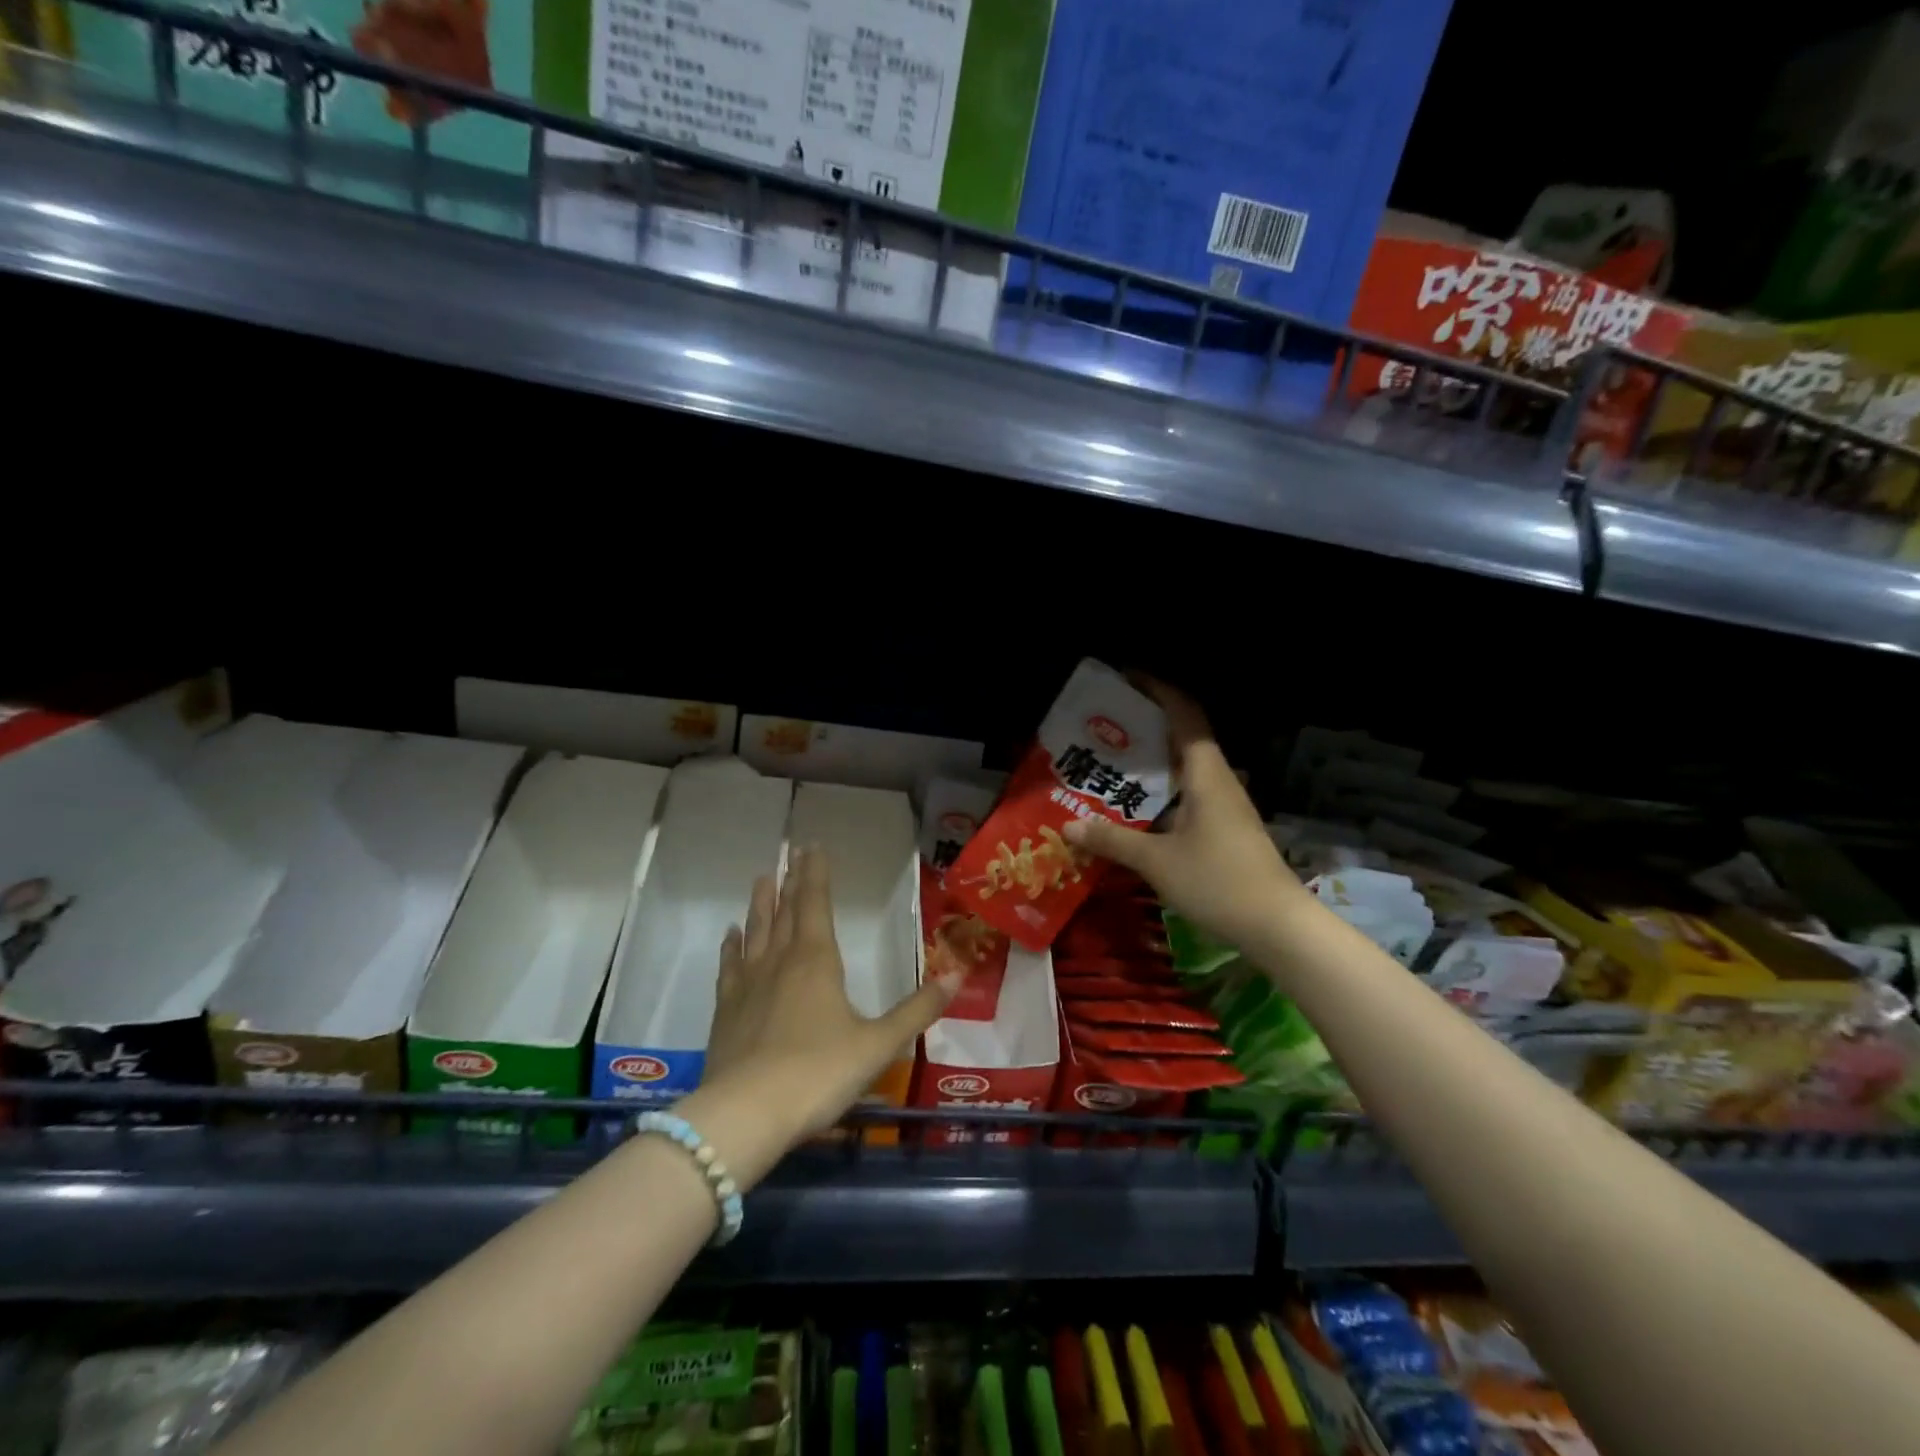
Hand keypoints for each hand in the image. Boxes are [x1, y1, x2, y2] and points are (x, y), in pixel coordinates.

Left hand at [700, 844, 960, 1148]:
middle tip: (791, 853)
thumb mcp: (878, 1045)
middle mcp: (780, 962)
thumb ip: (917, 1010)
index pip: (817, 904)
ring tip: (761, 878)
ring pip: (756, 932)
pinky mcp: (725, 1011)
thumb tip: (957, 975)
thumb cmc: (819, 1073)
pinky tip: (730, 935)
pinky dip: (731, 947)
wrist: (745, 1115)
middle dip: (791, 881)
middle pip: (786, 911)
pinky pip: (729, 967)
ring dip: (760, 905)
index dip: (816, 874)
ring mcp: (748, 985)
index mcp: (817, 961)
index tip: (812, 847)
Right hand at [1063, 675, 1301, 951]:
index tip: (1126, 679)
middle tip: (1103, 727)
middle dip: (1144, 726)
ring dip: (1151, 763)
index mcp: (1205, 773)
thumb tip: (1068, 825)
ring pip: (1184, 770)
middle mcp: (1218, 780)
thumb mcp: (1156, 861)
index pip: (1184, 714)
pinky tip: (1134, 810)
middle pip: (1182, 737)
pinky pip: (1187, 796)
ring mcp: (1225, 806)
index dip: (1157, 690)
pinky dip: (1160, 792)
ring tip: (1109, 765)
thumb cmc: (1217, 881)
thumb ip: (1112, 839)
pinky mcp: (1225, 829)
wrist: (1278, 926)